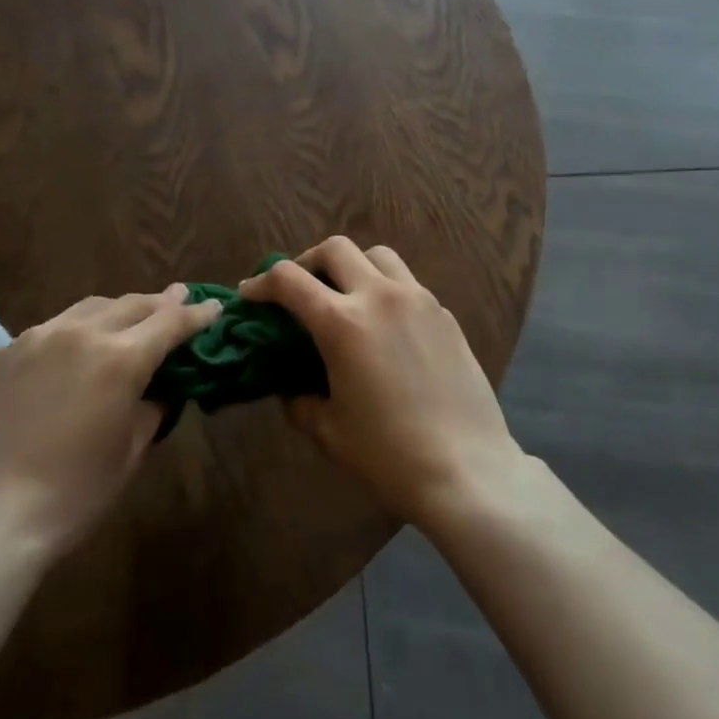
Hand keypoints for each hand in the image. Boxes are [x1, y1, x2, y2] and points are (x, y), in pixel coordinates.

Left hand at [0, 285, 220, 557]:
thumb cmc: (73, 494)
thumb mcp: (130, 452)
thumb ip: (151, 408)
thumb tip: (159, 388)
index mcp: (120, 358)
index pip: (170, 323)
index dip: (197, 314)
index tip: (214, 307)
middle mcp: (81, 333)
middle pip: (132, 304)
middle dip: (160, 303)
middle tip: (178, 301)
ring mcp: (39, 337)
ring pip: (91, 307)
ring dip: (118, 310)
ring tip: (130, 319)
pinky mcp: (7, 352)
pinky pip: (52, 327)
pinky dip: (76, 329)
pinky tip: (76, 348)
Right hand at [240, 237, 525, 528]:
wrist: (468, 470)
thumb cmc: (389, 455)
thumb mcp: (329, 432)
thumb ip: (300, 401)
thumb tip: (291, 387)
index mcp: (343, 323)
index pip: (290, 280)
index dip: (262, 283)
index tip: (250, 294)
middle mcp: (380, 296)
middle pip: (335, 248)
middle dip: (307, 262)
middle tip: (299, 289)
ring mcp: (418, 300)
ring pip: (378, 254)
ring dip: (353, 266)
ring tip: (346, 295)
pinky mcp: (445, 314)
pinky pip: (408, 283)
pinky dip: (386, 289)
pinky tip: (387, 326)